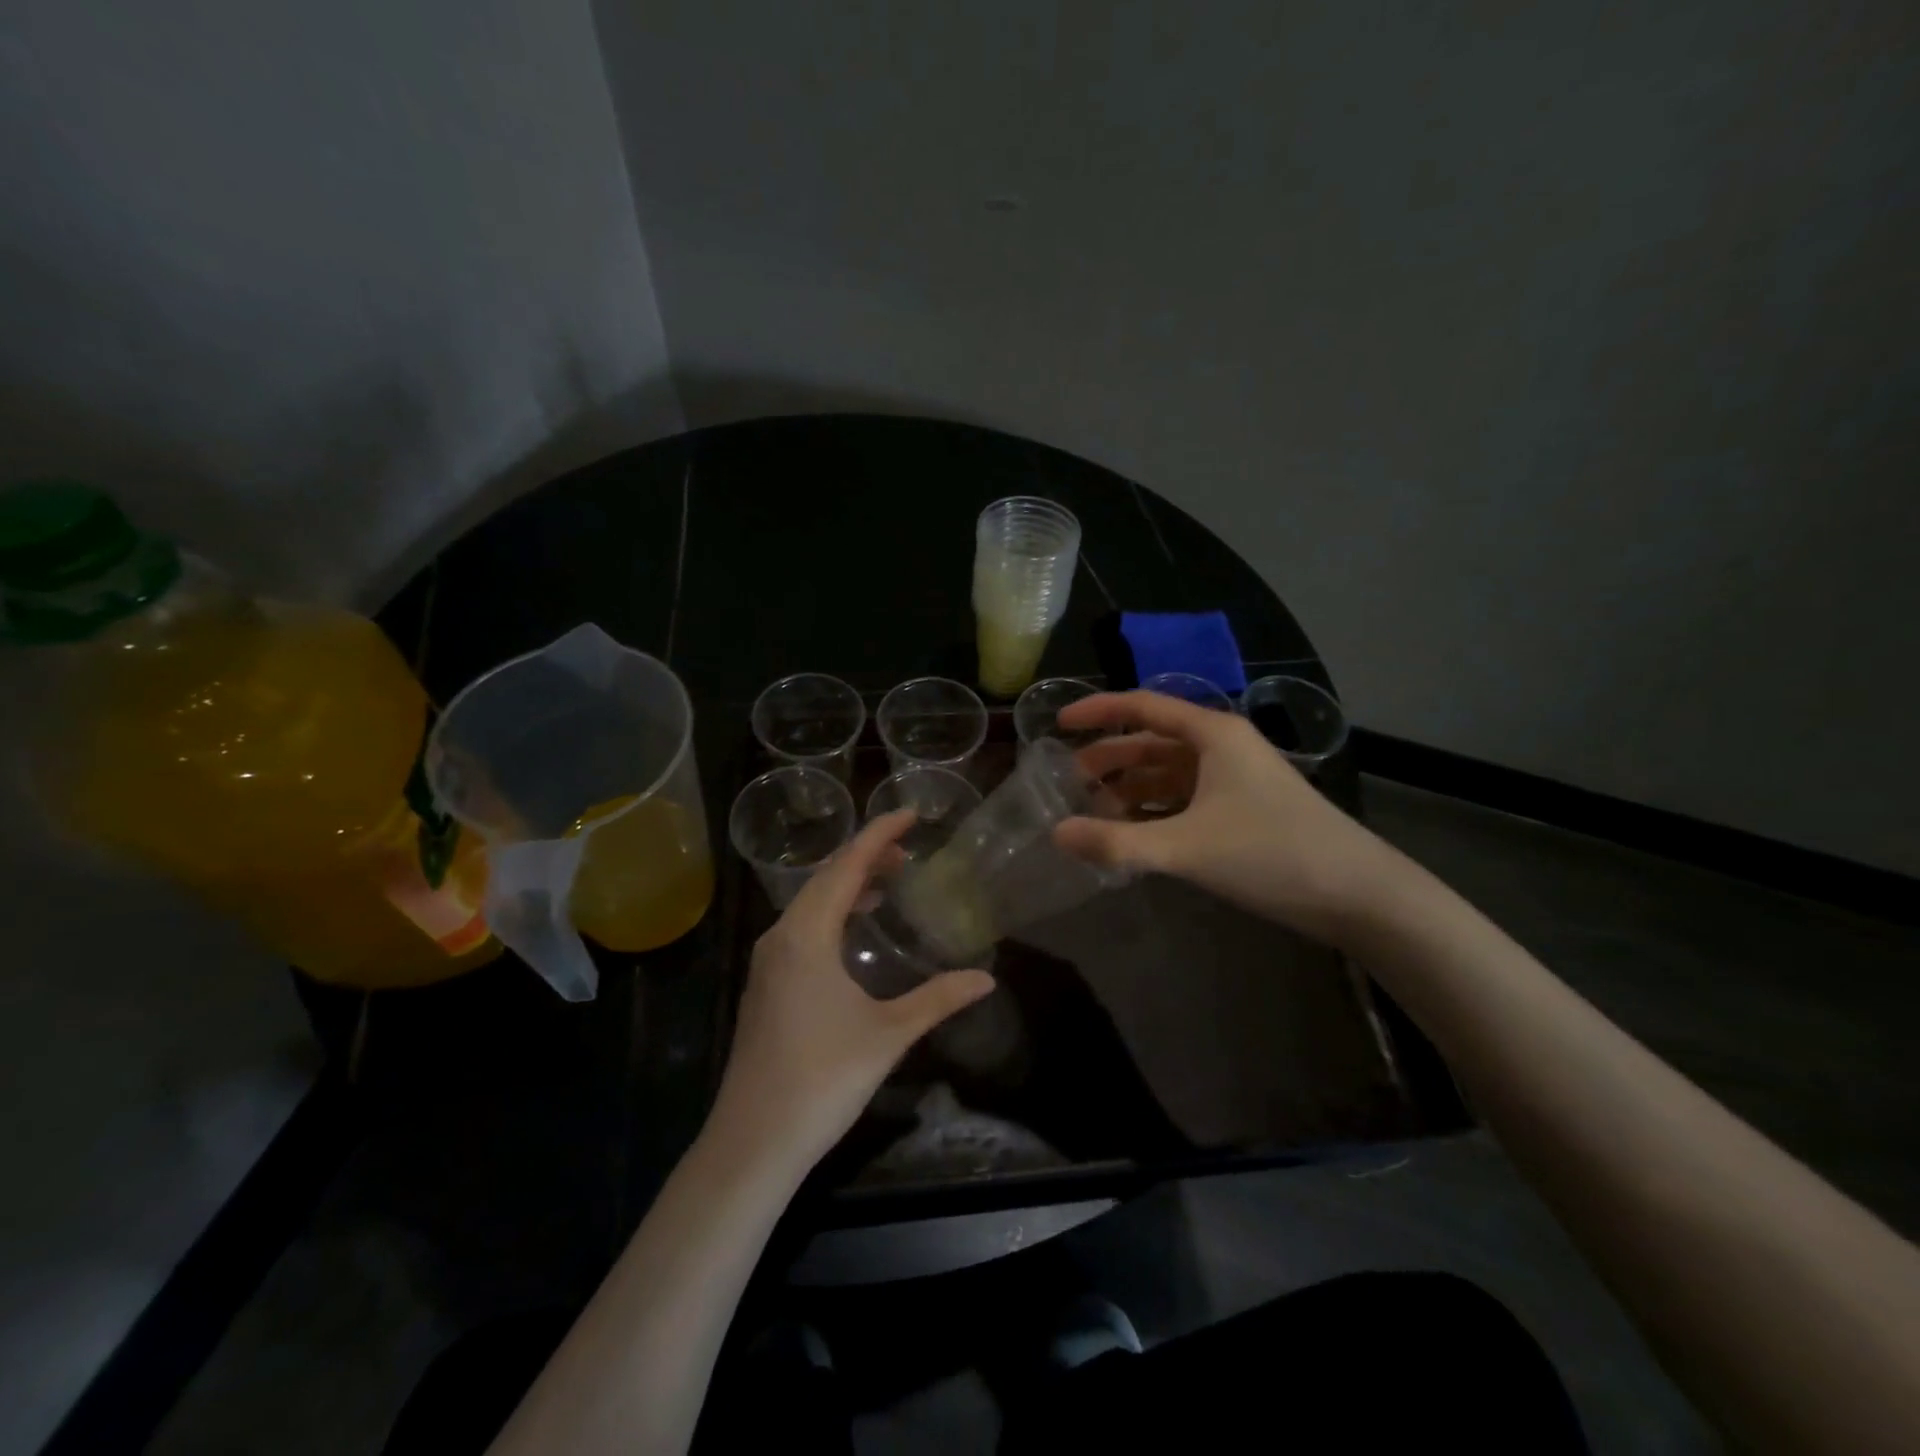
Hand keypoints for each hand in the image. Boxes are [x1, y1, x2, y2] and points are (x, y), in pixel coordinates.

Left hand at [708, 810, 994, 1180]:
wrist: (753, 1141)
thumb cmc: (822, 1079)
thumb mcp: (888, 1034)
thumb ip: (938, 999)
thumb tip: (987, 978)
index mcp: (808, 935)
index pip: (847, 866)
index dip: (879, 834)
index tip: (911, 814)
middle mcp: (782, 936)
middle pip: (826, 877)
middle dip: (866, 855)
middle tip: (909, 849)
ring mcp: (769, 960)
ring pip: (811, 901)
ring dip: (848, 883)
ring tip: (889, 879)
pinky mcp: (767, 982)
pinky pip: (803, 925)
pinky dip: (833, 911)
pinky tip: (855, 928)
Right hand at [1053, 691, 1402, 948]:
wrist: (1357, 894)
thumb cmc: (1271, 852)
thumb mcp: (1186, 847)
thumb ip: (1118, 842)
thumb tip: (1057, 834)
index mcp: (1211, 734)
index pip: (1142, 706)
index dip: (1098, 711)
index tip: (1058, 724)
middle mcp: (1221, 747)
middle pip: (1151, 742)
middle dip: (1108, 759)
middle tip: (1067, 783)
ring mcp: (1234, 779)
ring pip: (1167, 774)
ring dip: (1129, 789)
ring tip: (1091, 813)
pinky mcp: (1241, 810)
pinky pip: (1183, 800)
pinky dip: (1153, 811)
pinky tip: (1131, 833)